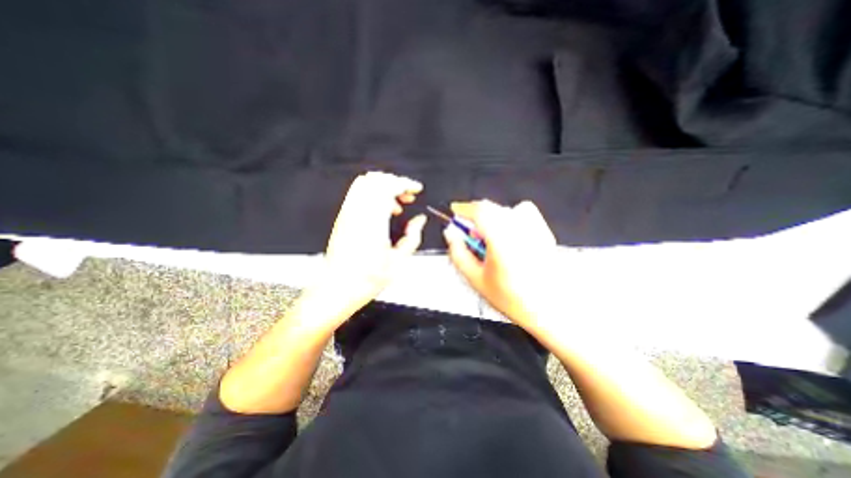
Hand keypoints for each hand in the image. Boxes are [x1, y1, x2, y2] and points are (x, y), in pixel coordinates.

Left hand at [316, 169, 429, 316]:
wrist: (338, 288)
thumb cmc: (365, 280)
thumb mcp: (398, 261)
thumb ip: (412, 237)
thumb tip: (419, 221)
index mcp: (372, 223)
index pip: (387, 186)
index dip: (405, 183)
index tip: (416, 189)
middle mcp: (357, 214)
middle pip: (376, 179)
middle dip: (396, 182)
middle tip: (408, 196)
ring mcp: (347, 214)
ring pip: (365, 183)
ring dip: (384, 187)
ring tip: (397, 203)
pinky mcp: (342, 218)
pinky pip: (357, 194)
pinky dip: (373, 194)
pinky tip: (382, 210)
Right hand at [445, 199, 559, 330]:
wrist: (549, 309)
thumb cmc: (513, 298)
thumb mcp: (476, 279)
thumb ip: (459, 254)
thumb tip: (451, 234)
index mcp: (501, 240)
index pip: (479, 211)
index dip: (463, 208)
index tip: (455, 211)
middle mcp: (520, 229)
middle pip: (491, 207)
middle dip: (476, 216)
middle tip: (470, 233)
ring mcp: (535, 228)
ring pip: (505, 209)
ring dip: (492, 218)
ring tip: (491, 238)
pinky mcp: (544, 231)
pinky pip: (523, 212)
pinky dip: (510, 217)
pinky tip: (509, 236)